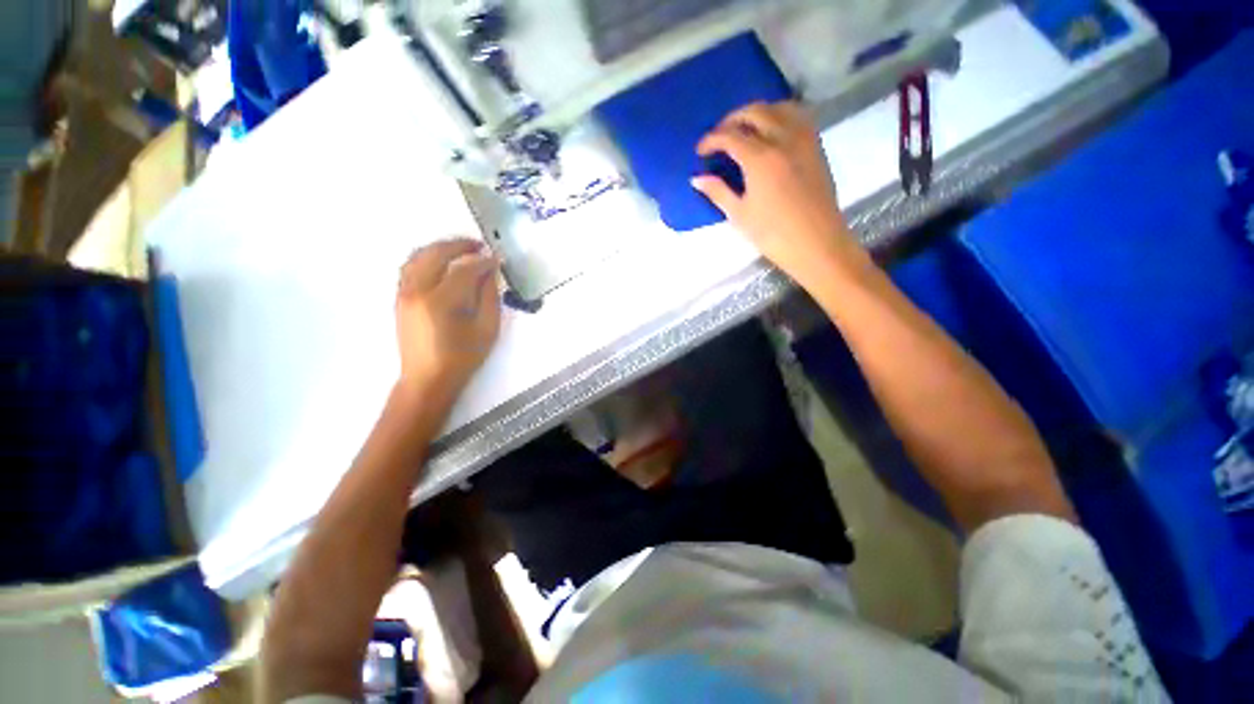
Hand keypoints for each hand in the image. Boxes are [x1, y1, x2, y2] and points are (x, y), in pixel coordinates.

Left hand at [395, 239, 501, 401]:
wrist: (427, 378)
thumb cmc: (462, 357)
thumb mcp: (487, 329)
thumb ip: (490, 297)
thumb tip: (490, 272)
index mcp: (441, 302)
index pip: (464, 270)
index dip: (483, 262)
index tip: (497, 259)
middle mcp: (417, 291)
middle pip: (435, 254)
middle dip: (459, 245)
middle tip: (479, 245)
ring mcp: (403, 293)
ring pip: (418, 256)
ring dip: (440, 248)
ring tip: (461, 249)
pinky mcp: (399, 298)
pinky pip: (410, 267)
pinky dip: (426, 257)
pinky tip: (441, 262)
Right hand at [691, 101, 866, 285]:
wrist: (816, 243)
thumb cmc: (773, 234)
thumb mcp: (740, 215)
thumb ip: (718, 192)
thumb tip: (696, 179)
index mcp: (760, 158)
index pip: (730, 136)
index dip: (711, 140)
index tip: (700, 151)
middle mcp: (783, 139)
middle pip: (755, 112)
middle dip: (732, 119)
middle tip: (719, 136)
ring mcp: (804, 139)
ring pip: (779, 108)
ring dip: (758, 112)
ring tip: (745, 129)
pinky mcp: (816, 146)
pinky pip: (798, 117)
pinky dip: (781, 116)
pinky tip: (773, 132)